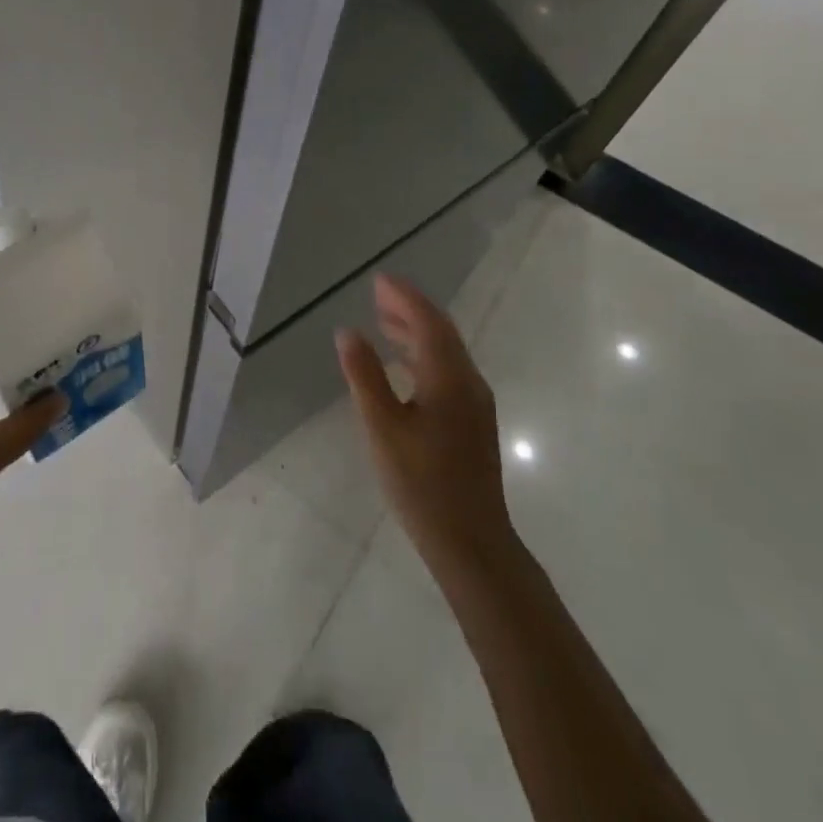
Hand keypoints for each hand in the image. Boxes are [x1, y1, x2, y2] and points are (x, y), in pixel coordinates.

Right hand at [337, 274, 516, 584]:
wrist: (471, 542)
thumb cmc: (421, 482)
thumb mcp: (382, 427)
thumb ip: (364, 376)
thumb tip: (348, 332)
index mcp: (448, 378)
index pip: (427, 322)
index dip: (404, 297)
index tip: (379, 280)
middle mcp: (467, 382)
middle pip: (440, 332)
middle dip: (410, 308)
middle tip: (378, 294)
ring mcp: (474, 403)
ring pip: (445, 352)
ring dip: (416, 330)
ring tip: (384, 320)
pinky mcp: (472, 421)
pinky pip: (447, 370)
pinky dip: (423, 354)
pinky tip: (403, 365)